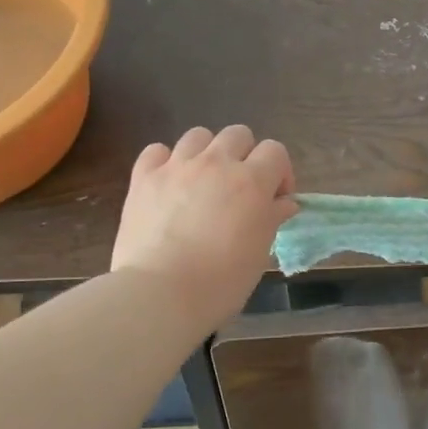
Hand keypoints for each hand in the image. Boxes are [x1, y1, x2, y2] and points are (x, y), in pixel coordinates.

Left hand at [112, 126, 296, 329]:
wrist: (160, 294)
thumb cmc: (221, 282)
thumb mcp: (259, 253)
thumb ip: (272, 219)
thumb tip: (284, 202)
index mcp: (251, 181)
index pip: (275, 150)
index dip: (279, 172)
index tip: (275, 200)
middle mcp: (216, 164)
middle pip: (238, 134)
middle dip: (245, 156)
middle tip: (239, 189)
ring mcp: (177, 167)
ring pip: (198, 136)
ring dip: (206, 154)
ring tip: (203, 183)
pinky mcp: (143, 177)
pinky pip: (157, 151)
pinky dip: (165, 162)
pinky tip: (168, 184)